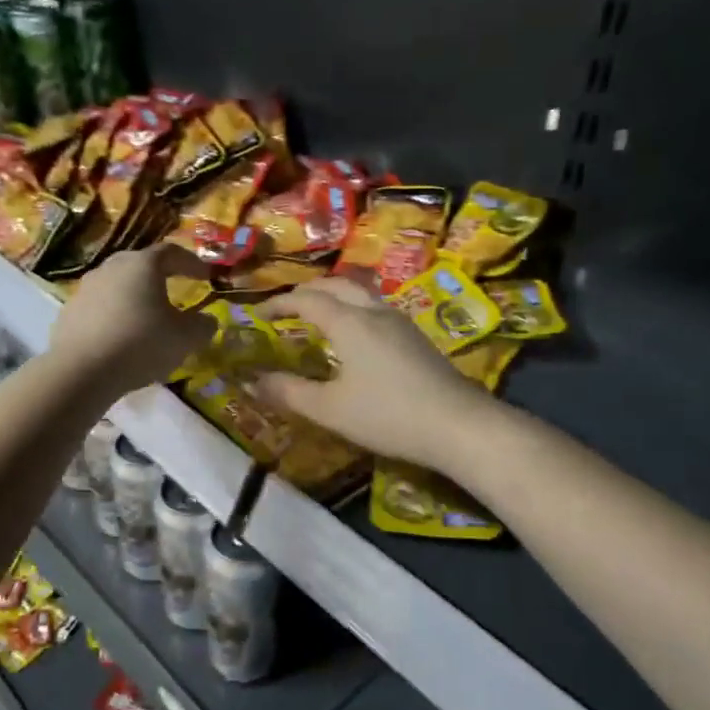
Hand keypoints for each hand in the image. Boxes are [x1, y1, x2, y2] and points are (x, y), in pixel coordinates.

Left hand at [48, 244, 213, 397]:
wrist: (82, 371)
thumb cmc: (141, 344)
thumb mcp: (185, 338)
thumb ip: (202, 325)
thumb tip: (207, 319)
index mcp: (143, 265)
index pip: (172, 253)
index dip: (191, 263)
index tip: (206, 275)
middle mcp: (112, 268)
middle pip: (140, 265)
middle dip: (160, 276)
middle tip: (174, 289)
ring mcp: (86, 288)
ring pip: (118, 285)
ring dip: (134, 296)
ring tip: (146, 316)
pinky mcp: (69, 312)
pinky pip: (100, 307)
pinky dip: (114, 315)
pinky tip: (120, 335)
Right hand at [252, 277, 495, 469]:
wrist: (458, 425)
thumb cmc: (387, 414)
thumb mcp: (330, 409)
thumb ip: (288, 393)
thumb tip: (252, 382)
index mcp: (349, 322)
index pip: (305, 299)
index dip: (277, 304)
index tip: (256, 314)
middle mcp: (373, 311)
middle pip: (336, 284)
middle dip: (306, 292)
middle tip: (285, 309)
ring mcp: (399, 321)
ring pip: (360, 292)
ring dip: (333, 296)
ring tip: (317, 316)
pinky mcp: (415, 336)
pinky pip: (375, 307)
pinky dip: (352, 309)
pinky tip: (353, 336)